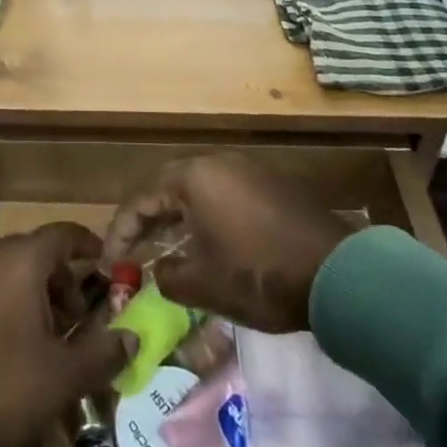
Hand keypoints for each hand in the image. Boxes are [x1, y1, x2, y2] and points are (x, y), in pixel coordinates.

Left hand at [0, 223, 135, 446]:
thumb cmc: (1, 385)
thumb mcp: (62, 378)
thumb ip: (102, 354)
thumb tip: (132, 338)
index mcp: (22, 261)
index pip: (63, 234)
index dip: (87, 244)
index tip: (104, 263)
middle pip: (35, 252)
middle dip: (60, 279)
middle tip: (75, 318)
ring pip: (8, 270)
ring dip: (31, 293)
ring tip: (42, 337)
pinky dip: (3, 302)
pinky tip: (6, 344)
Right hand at [101, 153, 352, 333]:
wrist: (338, 274)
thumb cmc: (259, 274)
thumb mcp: (203, 284)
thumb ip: (168, 276)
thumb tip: (160, 271)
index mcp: (194, 176)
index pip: (141, 199)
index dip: (121, 232)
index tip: (108, 263)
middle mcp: (218, 162)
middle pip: (169, 187)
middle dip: (148, 222)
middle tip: (133, 253)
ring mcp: (250, 170)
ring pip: (199, 191)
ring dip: (178, 219)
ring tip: (166, 250)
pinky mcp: (274, 185)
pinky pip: (226, 196)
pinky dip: (208, 218)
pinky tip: (209, 245)